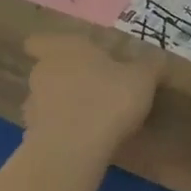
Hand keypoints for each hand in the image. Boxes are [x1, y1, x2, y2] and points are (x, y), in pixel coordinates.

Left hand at [21, 33, 164, 167]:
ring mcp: (33, 105)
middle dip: (62, 78)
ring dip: (59, 107)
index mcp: (65, 48)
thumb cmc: (108, 99)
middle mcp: (43, 71)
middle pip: (45, 70)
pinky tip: (80, 144)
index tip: (62, 55)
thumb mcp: (141, 79)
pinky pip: (46, 130)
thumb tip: (158, 57)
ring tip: (86, 119)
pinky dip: (59, 134)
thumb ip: (149, 66)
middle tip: (89, 87)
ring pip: (43, 100)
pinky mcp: (32, 137)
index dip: (46, 47)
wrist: (74, 149)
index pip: (39, 41)